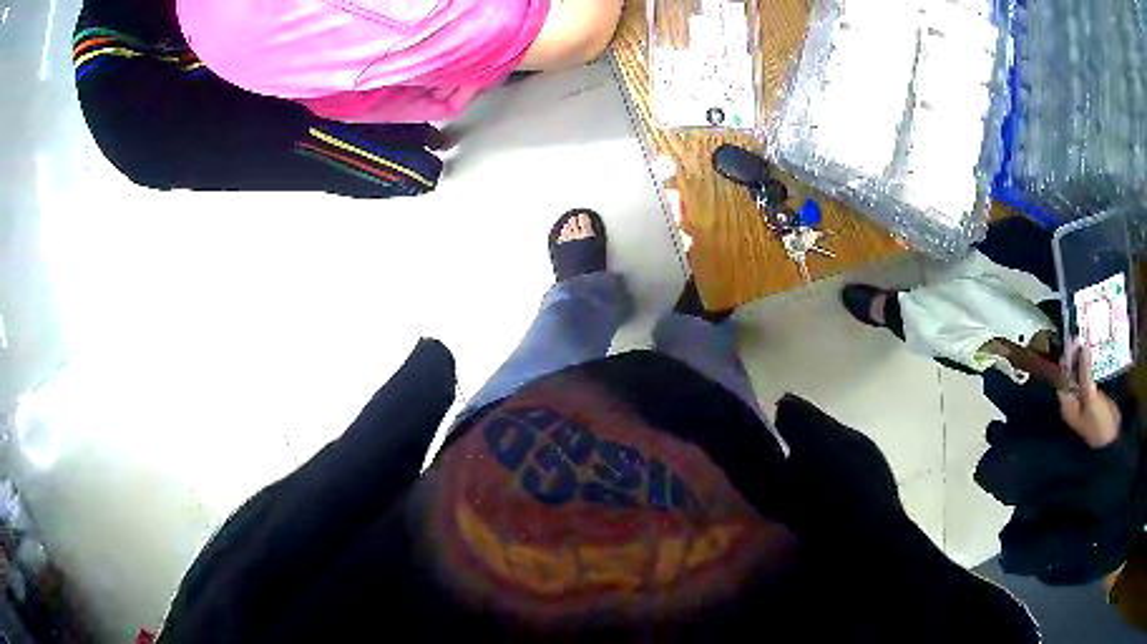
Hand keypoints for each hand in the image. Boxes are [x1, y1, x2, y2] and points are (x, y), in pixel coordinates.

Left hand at [1057, 341, 1120, 448]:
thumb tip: (1082, 347)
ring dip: (1083, 358)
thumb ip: (1085, 372)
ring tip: (1087, 336)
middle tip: (1080, 333)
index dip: (1066, 357)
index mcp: (1067, 403)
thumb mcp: (1091, 396)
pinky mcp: (1092, 395)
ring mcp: (1083, 398)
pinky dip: (1090, 364)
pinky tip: (1094, 350)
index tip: (1072, 338)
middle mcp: (1072, 400)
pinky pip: (1089, 375)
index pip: (1062, 375)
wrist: (1110, 439)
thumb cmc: (1098, 422)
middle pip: (1070, 373)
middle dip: (1074, 355)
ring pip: (1080, 373)